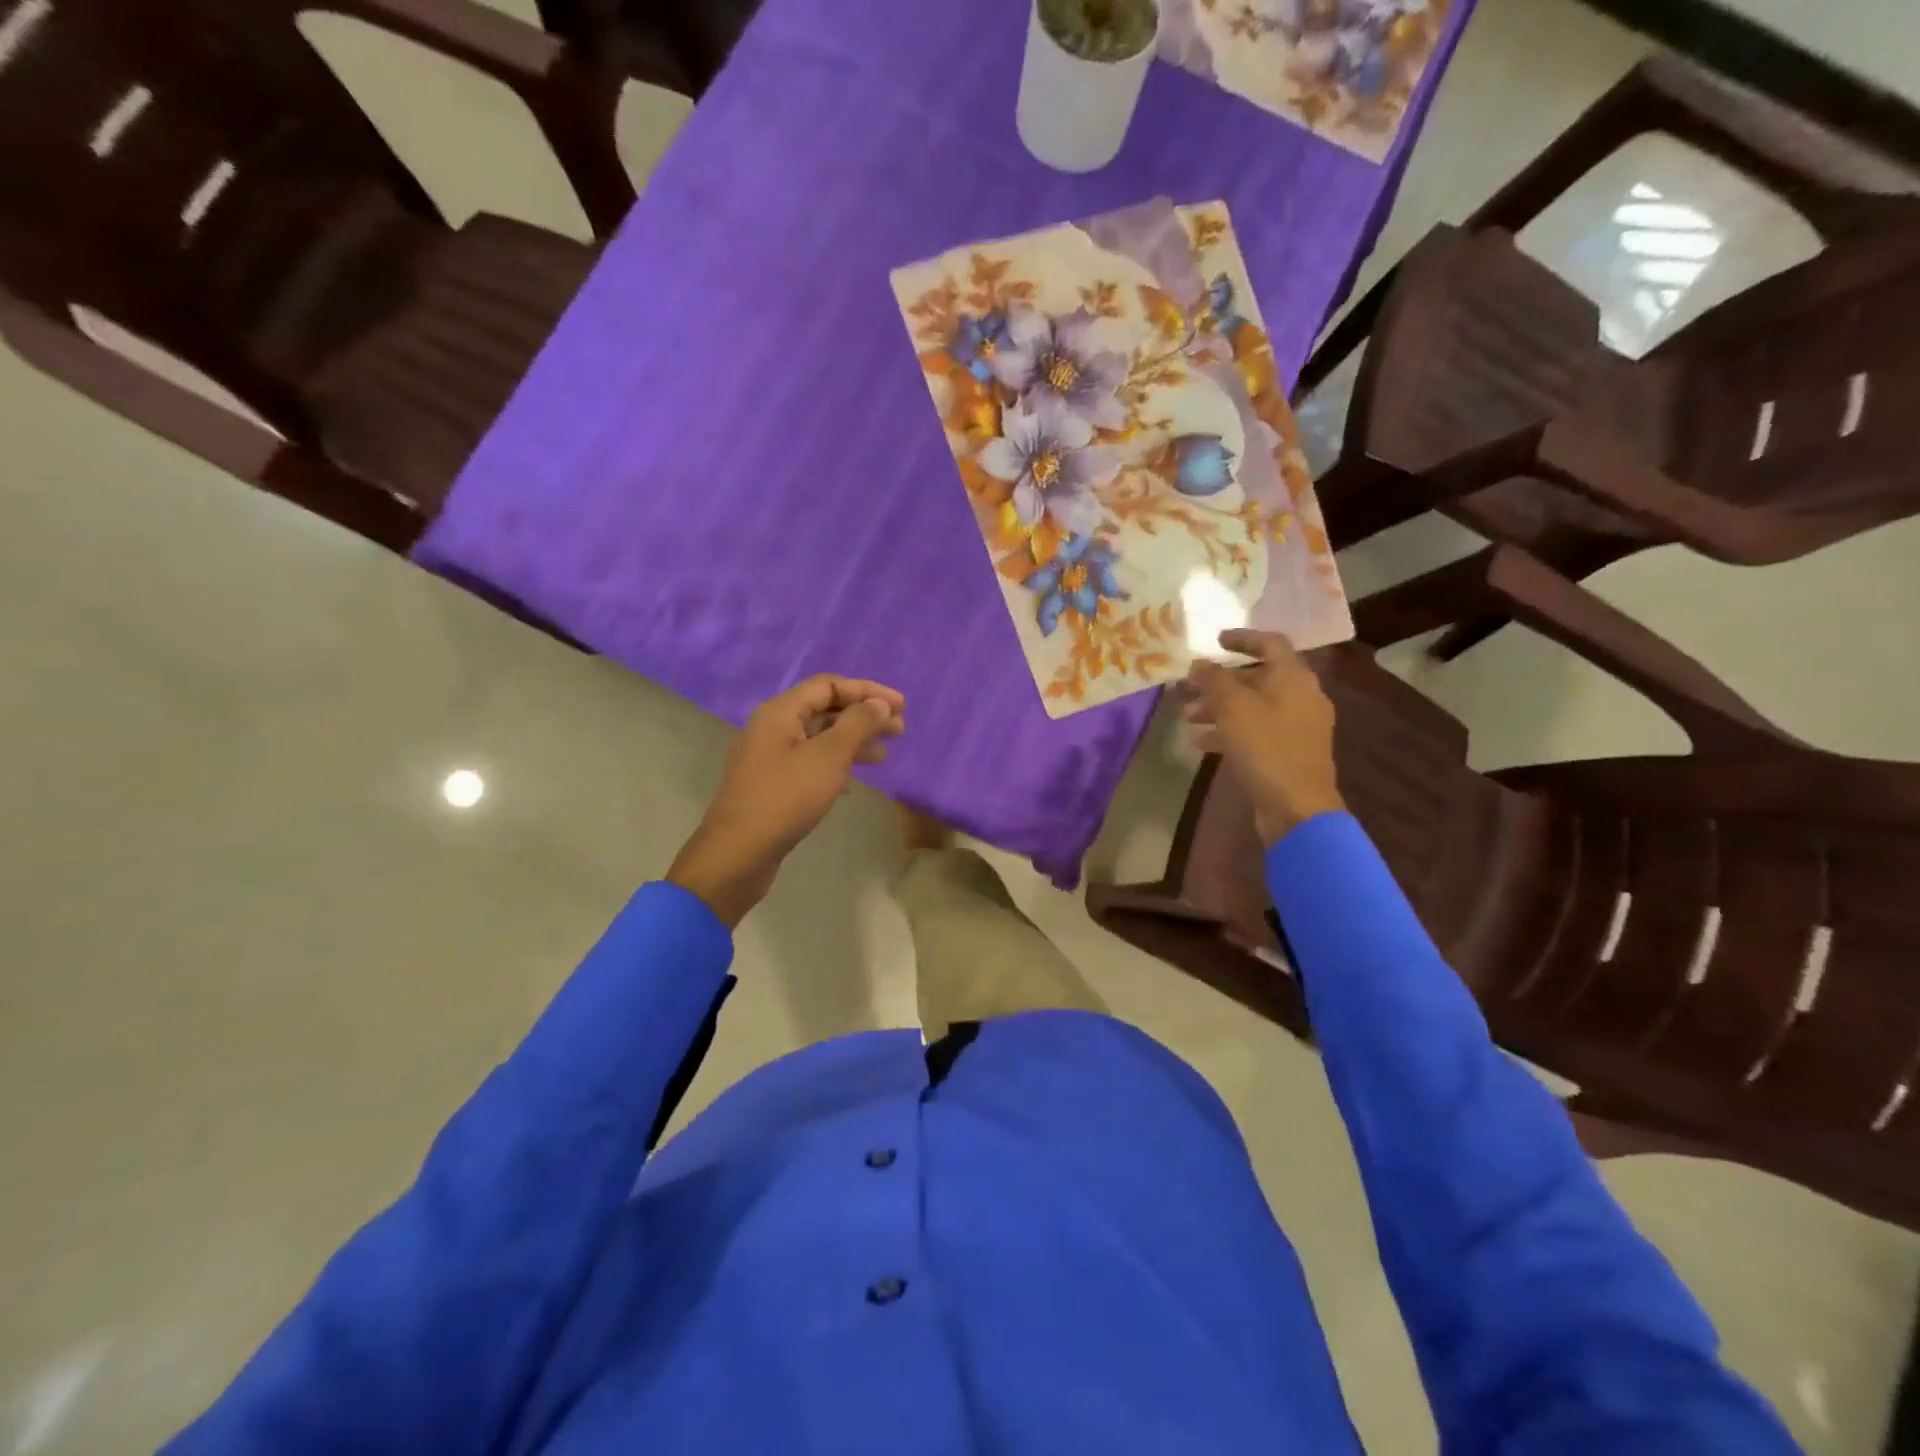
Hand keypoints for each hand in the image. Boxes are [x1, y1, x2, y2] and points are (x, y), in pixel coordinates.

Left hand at [668, 675, 905, 926]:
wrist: (738, 853)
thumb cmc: (786, 797)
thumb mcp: (829, 756)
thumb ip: (858, 725)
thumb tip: (879, 704)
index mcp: (780, 712)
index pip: (828, 685)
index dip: (867, 691)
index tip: (900, 706)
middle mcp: (772, 728)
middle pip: (824, 710)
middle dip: (863, 716)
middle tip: (899, 730)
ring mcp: (769, 758)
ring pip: (819, 738)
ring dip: (853, 741)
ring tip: (884, 755)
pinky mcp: (772, 786)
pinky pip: (810, 762)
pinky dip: (836, 764)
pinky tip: (854, 781)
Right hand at [1185, 630, 1343, 846]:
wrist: (1297, 807)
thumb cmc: (1266, 747)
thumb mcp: (1233, 708)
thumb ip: (1214, 680)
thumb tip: (1200, 663)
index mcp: (1294, 679)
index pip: (1271, 644)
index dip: (1242, 639)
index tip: (1215, 641)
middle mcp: (1301, 697)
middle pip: (1257, 678)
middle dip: (1219, 682)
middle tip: (1188, 687)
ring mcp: (1297, 727)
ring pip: (1253, 707)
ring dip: (1219, 708)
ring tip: (1187, 717)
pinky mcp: (1288, 752)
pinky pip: (1256, 731)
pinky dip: (1229, 731)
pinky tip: (1201, 742)